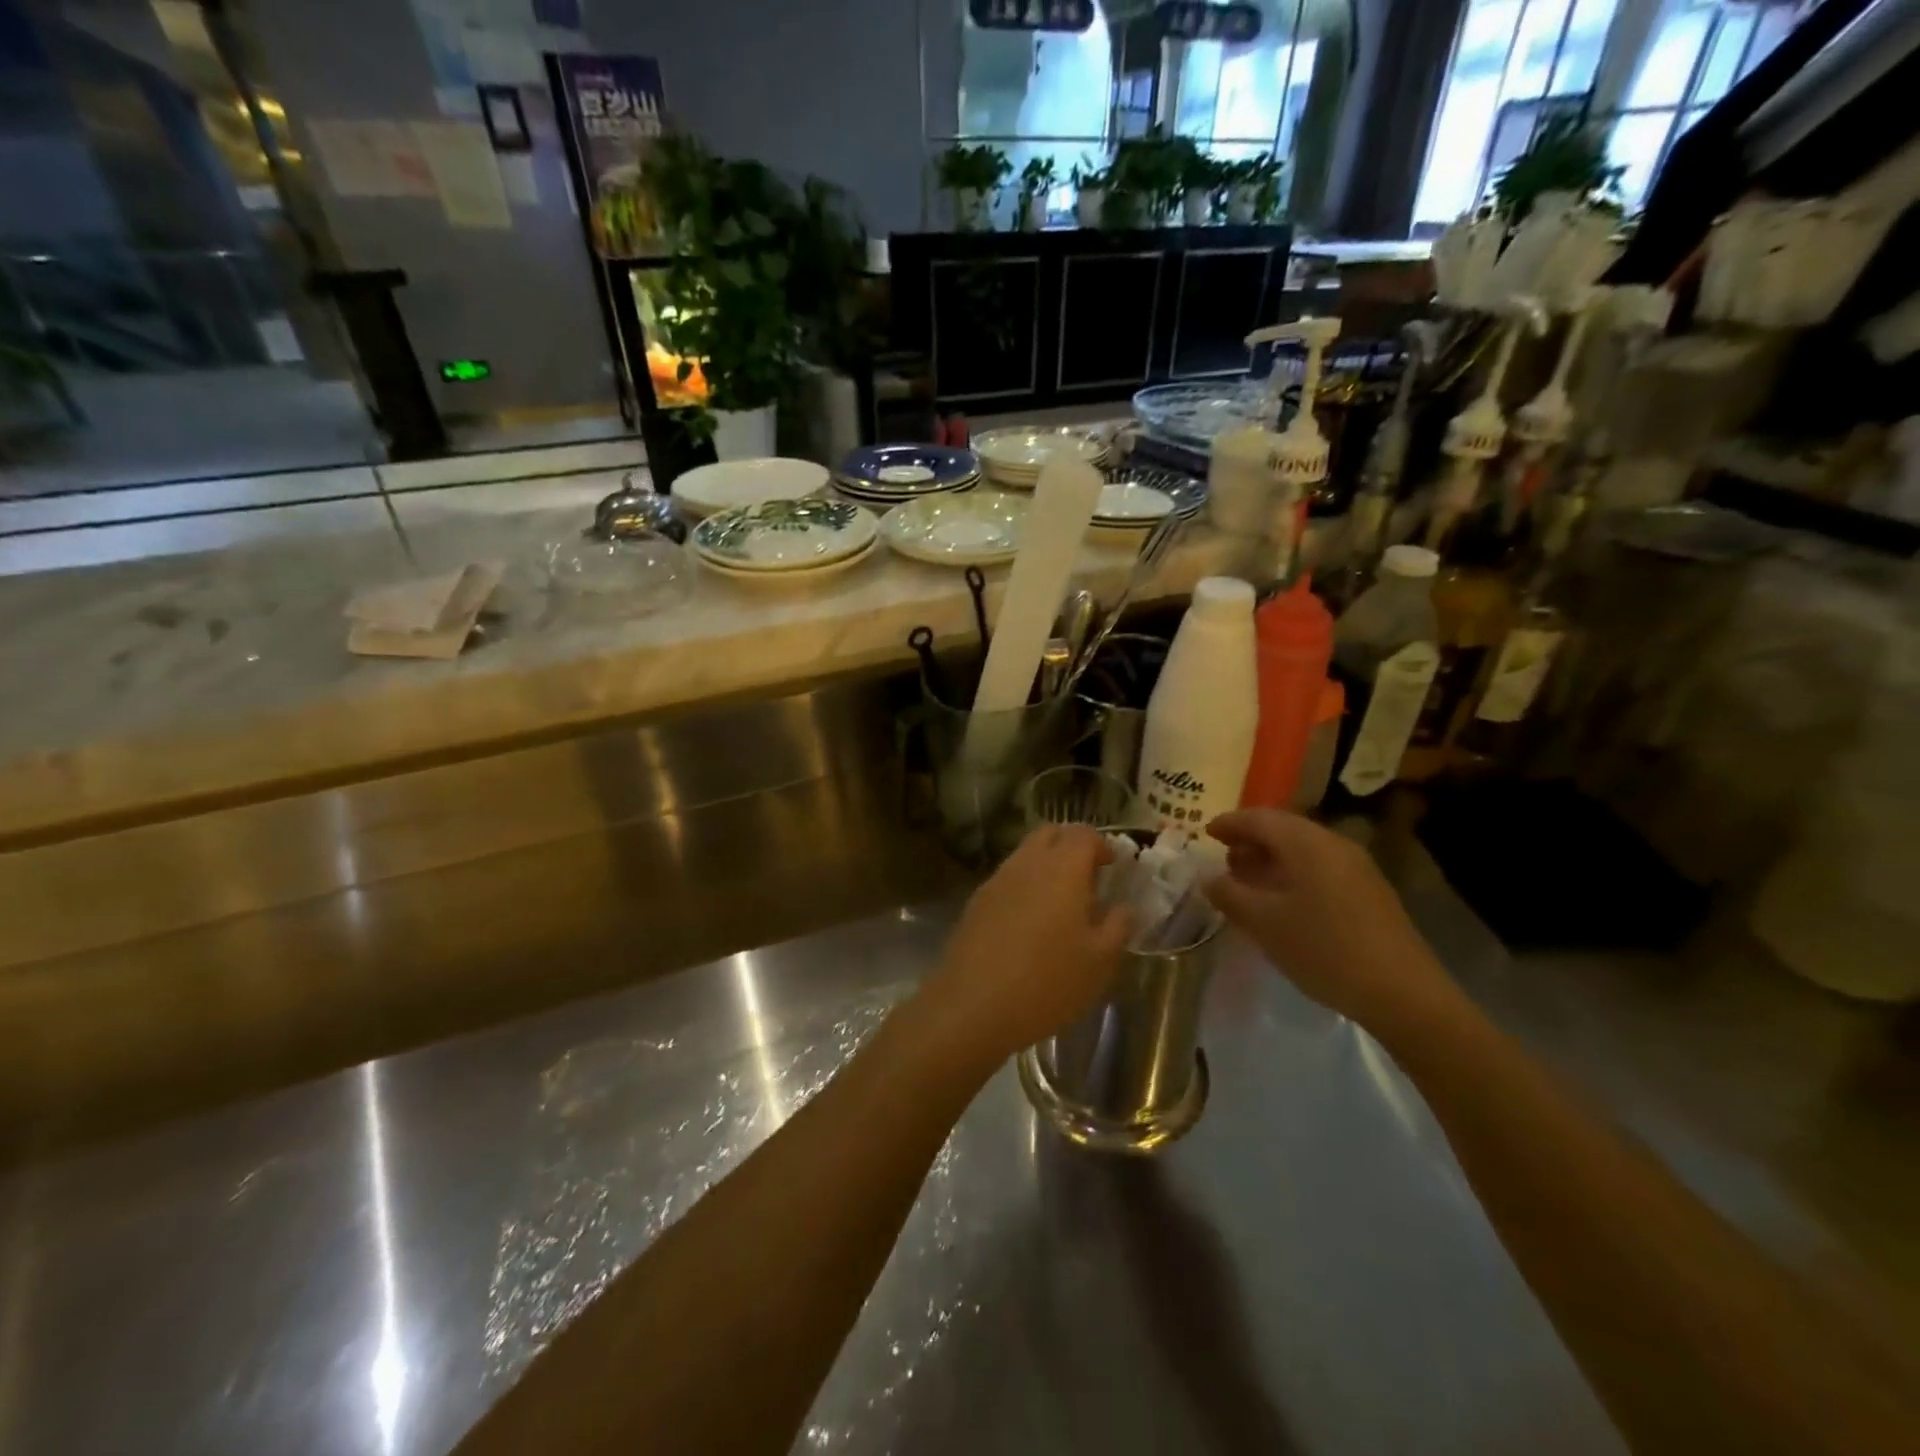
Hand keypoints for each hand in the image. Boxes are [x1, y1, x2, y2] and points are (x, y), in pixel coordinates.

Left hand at [916, 825, 1130, 1071]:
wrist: (973, 1005)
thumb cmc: (1048, 982)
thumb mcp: (1099, 961)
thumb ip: (1118, 926)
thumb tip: (1123, 907)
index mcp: (1062, 869)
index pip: (1083, 834)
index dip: (1101, 844)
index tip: (1112, 867)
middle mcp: (1027, 864)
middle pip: (1050, 834)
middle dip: (1071, 845)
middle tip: (1088, 877)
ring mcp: (997, 880)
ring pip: (1025, 854)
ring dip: (1046, 865)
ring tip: (1061, 903)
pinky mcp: (976, 901)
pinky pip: (1007, 878)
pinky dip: (1024, 885)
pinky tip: (1030, 922)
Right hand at [1202, 809, 1453, 1032]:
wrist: (1403, 994)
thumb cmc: (1323, 949)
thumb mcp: (1264, 923)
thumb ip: (1229, 895)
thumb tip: (1209, 878)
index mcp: (1306, 843)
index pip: (1259, 819)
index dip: (1230, 823)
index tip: (1206, 833)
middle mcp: (1333, 844)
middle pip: (1284, 829)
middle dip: (1251, 840)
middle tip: (1224, 858)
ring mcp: (1356, 868)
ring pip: (1303, 850)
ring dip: (1271, 858)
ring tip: (1247, 881)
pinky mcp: (1369, 892)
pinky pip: (1320, 868)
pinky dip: (1293, 874)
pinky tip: (1282, 901)